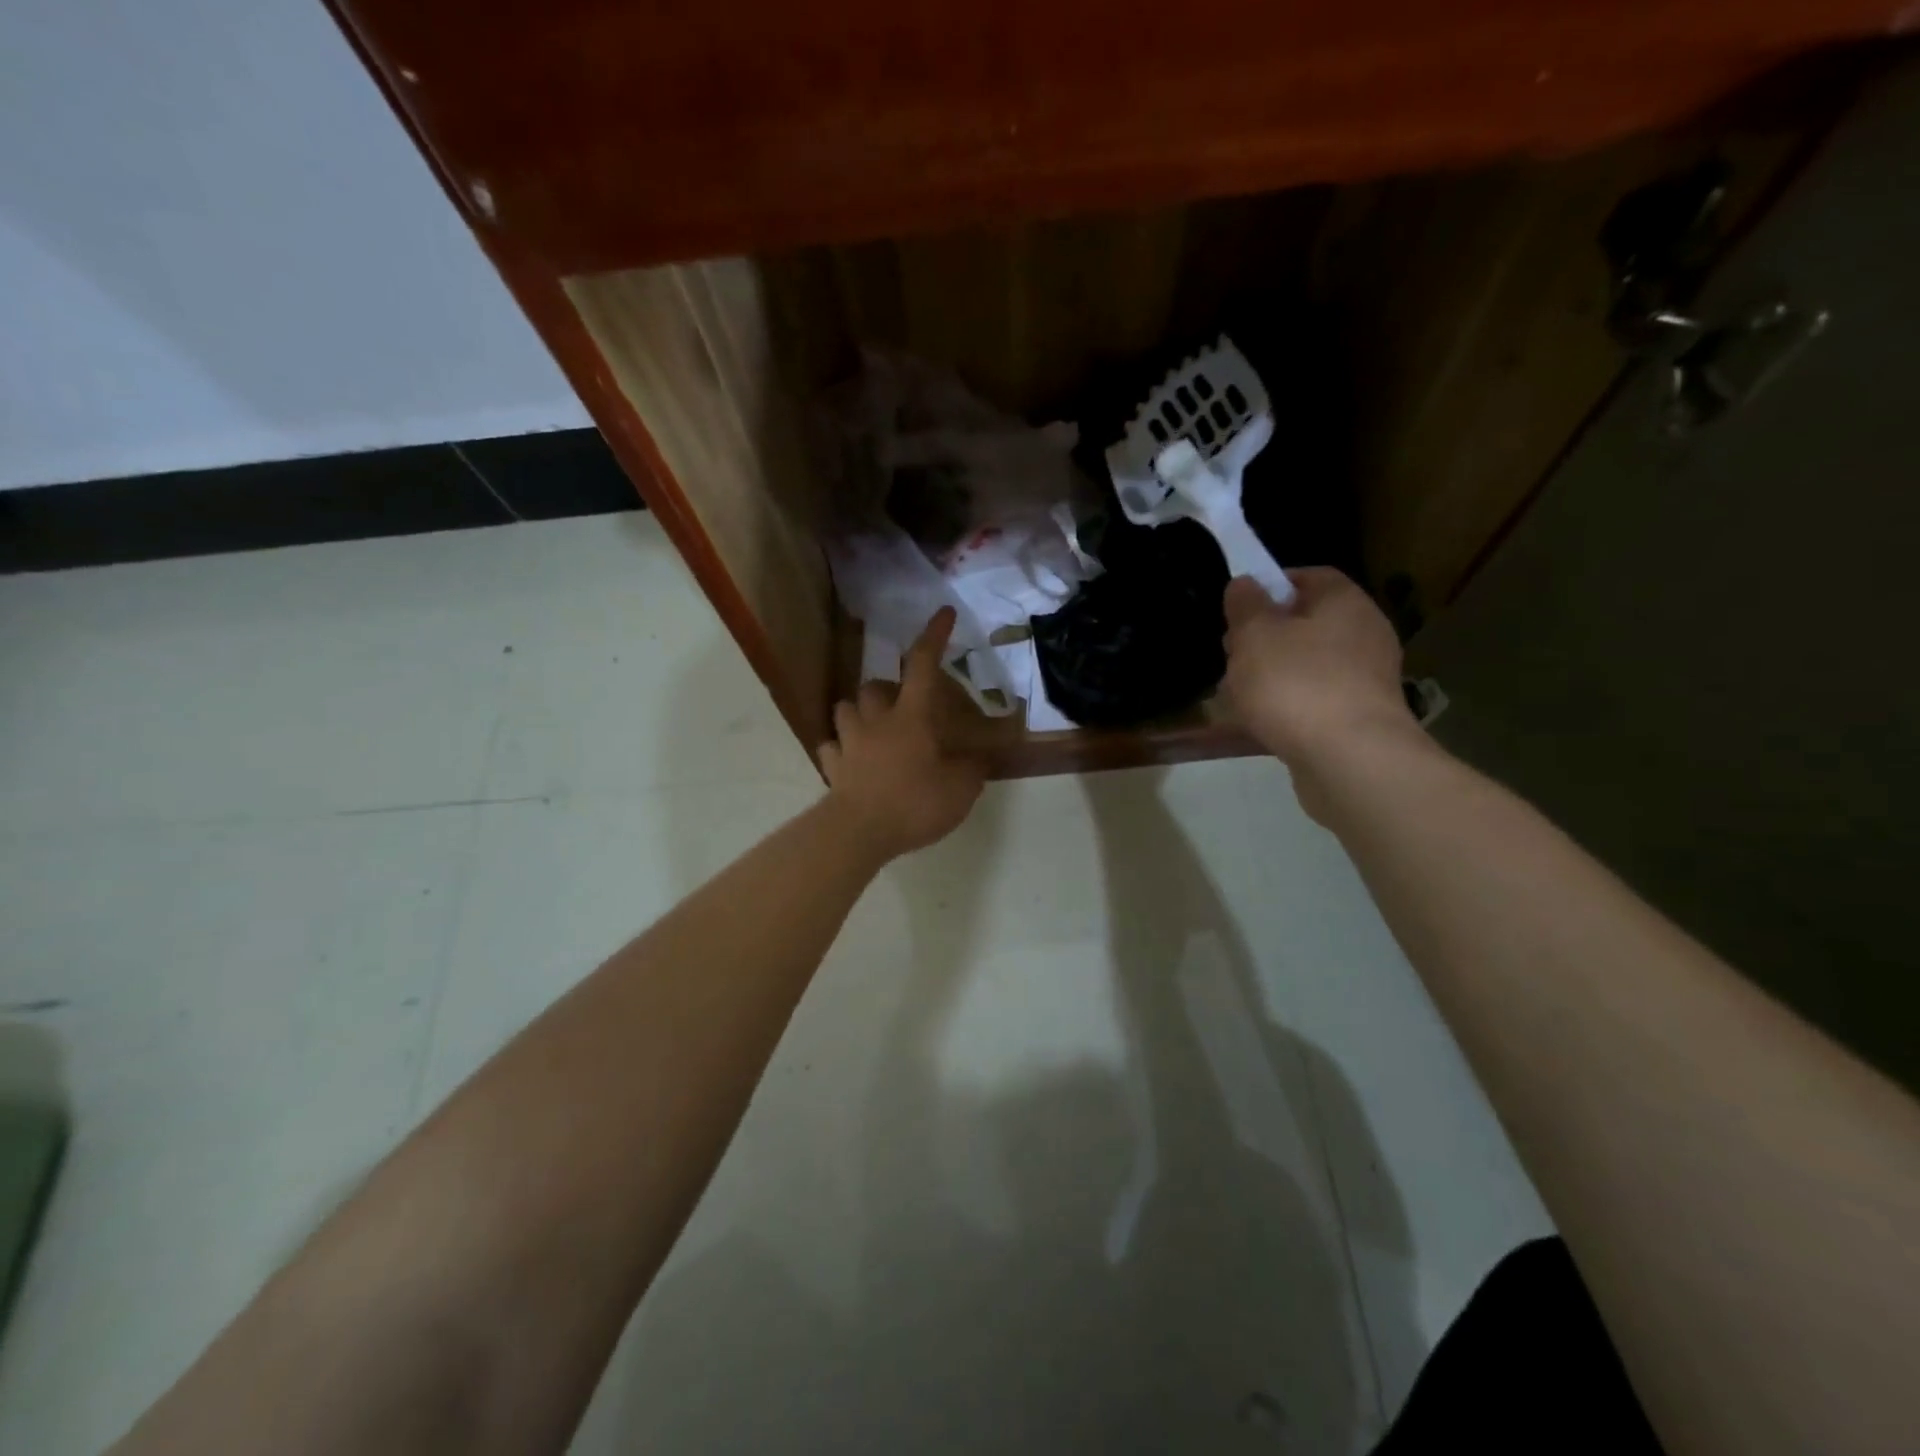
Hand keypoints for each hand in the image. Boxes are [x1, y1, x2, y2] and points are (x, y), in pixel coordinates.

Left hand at [818, 608, 985, 860]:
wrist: (858, 832)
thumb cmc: (914, 803)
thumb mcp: (960, 790)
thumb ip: (971, 769)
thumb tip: (977, 758)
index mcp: (910, 717)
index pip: (922, 665)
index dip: (934, 636)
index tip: (944, 614)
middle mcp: (875, 721)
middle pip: (873, 686)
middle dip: (885, 688)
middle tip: (900, 705)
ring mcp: (848, 743)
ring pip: (844, 709)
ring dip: (858, 713)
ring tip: (871, 728)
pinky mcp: (832, 767)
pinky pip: (831, 748)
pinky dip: (840, 750)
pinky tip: (850, 761)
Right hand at [1222, 569, 1416, 777]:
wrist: (1350, 760)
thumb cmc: (1297, 684)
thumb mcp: (1255, 636)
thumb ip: (1246, 606)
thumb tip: (1245, 583)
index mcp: (1344, 602)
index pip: (1308, 576)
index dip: (1270, 585)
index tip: (1237, 608)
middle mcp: (1364, 633)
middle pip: (1306, 623)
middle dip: (1264, 637)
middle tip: (1231, 656)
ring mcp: (1366, 679)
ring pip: (1307, 664)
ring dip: (1272, 675)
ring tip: (1237, 695)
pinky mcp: (1360, 718)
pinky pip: (1315, 699)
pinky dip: (1289, 706)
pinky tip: (1262, 723)